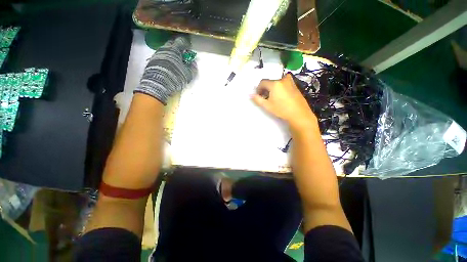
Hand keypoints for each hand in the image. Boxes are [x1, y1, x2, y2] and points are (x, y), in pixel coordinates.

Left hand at [135, 36, 196, 104]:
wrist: (157, 84)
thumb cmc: (175, 77)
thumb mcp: (187, 74)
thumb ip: (192, 68)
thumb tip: (194, 63)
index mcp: (174, 50)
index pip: (180, 41)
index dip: (185, 42)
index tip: (188, 46)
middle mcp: (164, 49)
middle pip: (171, 43)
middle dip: (177, 46)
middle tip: (182, 51)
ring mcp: (156, 55)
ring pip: (165, 50)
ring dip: (170, 53)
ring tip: (175, 59)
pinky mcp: (151, 62)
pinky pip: (160, 56)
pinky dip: (165, 58)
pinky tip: (168, 65)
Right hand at [252, 73, 316, 129]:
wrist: (299, 114)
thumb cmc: (281, 109)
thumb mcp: (267, 106)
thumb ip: (257, 99)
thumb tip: (250, 95)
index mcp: (274, 84)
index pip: (262, 82)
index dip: (259, 88)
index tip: (259, 95)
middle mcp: (282, 79)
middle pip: (270, 82)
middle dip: (266, 89)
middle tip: (266, 98)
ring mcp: (290, 82)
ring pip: (278, 82)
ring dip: (273, 88)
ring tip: (274, 97)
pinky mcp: (295, 86)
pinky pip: (285, 84)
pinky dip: (280, 88)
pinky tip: (282, 97)